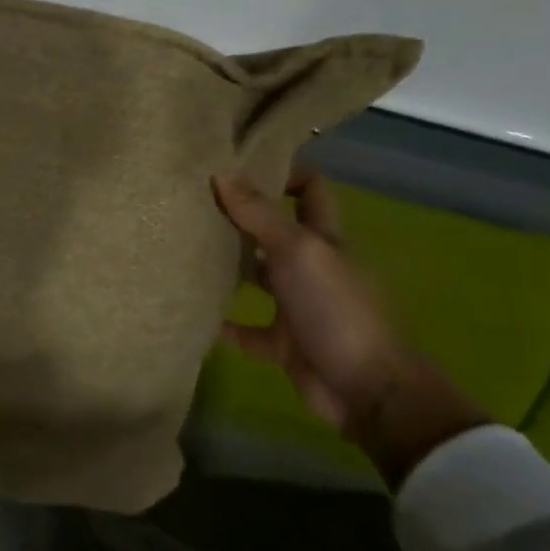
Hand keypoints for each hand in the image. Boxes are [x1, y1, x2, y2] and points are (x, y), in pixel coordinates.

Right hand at [212, 167, 489, 486]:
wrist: (366, 391)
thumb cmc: (336, 309)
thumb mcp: (298, 251)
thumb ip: (258, 214)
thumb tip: (221, 171)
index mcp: (322, 239)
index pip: (309, 190)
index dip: (284, 171)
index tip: (240, 159)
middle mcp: (310, 267)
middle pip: (274, 231)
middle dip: (240, 216)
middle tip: (193, 199)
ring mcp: (296, 306)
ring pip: (256, 277)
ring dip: (226, 266)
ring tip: (182, 247)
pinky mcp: (282, 344)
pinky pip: (244, 329)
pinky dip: (220, 322)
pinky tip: (189, 310)